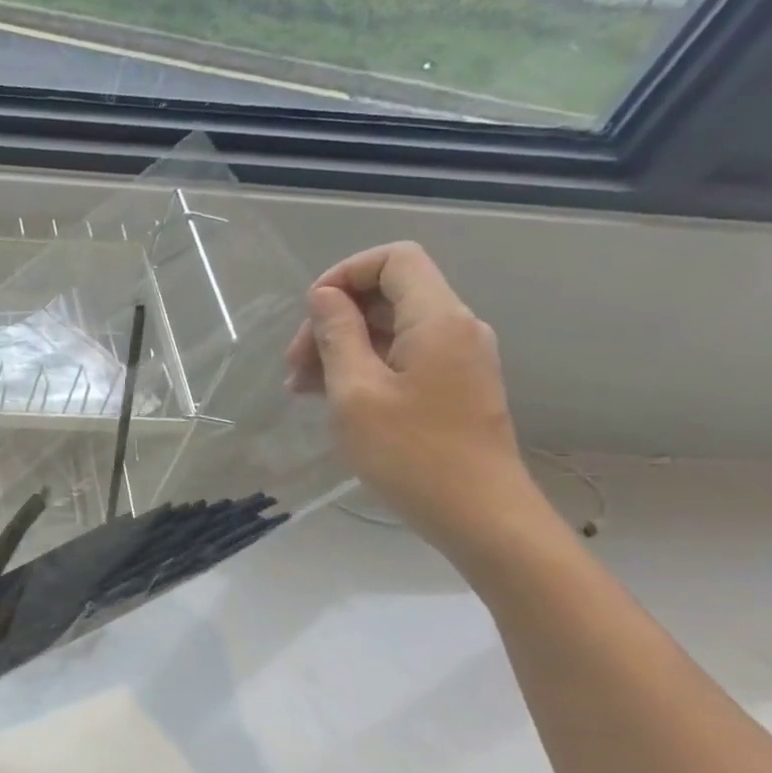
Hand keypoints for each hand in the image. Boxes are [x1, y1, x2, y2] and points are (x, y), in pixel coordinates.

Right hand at [285, 241, 536, 556]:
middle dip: (333, 320)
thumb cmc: (410, 453)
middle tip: (293, 367)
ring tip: (302, 389)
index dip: (345, 274)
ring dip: (341, 348)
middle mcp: (454, 327)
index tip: (310, 314)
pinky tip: (332, 399)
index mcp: (437, 319)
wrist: (478, 513)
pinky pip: (401, 357)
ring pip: (390, 329)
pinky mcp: (452, 385)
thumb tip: (323, 296)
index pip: (394, 259)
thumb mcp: (355, 392)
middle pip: (387, 295)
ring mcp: (457, 357)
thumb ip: (338, 335)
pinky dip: (363, 367)